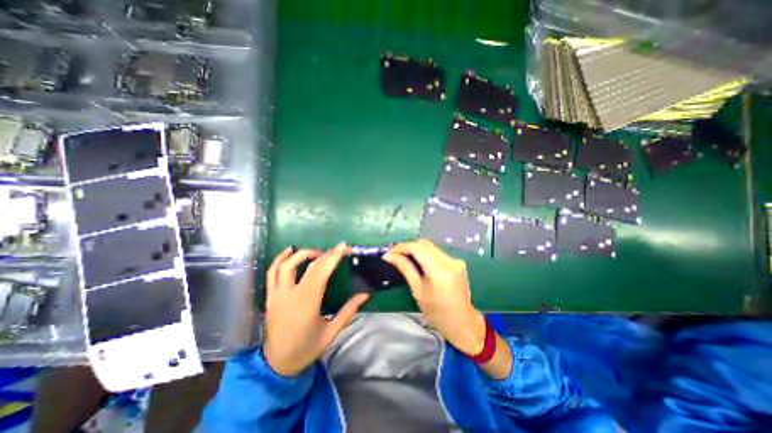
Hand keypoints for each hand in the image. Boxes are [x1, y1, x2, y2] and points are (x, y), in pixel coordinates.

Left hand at [265, 243, 368, 377]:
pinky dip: (280, 259)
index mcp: (306, 305)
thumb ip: (348, 311)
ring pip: (284, 266)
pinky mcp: (270, 297)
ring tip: (316, 252)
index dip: (332, 257)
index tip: (343, 247)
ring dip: (301, 254)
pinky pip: (271, 273)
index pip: (320, 273)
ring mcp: (276, 295)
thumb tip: (365, 294)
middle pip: (305, 266)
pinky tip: (289, 252)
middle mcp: (289, 296)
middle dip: (323, 254)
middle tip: (336, 250)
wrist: (277, 365)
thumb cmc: (307, 349)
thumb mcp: (331, 332)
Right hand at [384, 238, 483, 356]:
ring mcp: (455, 260)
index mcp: (439, 270)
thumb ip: (405, 268)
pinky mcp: (458, 262)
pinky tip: (419, 261)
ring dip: (416, 249)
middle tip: (395, 254)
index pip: (417, 248)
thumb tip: (389, 256)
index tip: (389, 253)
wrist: (463, 323)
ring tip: (404, 257)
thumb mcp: (418, 291)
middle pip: (424, 244)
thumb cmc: (437, 313)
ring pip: (431, 246)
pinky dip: (425, 253)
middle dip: (408, 246)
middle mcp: (449, 261)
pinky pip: (437, 252)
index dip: (401, 247)